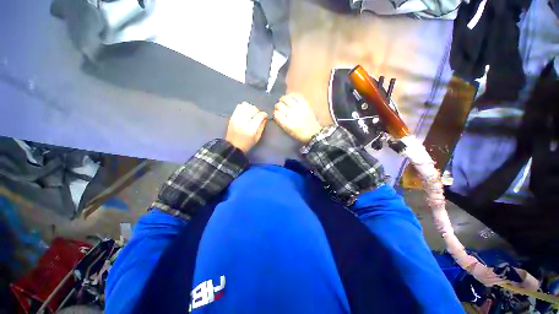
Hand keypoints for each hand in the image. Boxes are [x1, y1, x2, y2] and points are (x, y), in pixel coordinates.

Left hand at [225, 102, 267, 153]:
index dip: (264, 114)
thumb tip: (265, 118)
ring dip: (251, 108)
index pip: (259, 116)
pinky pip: (239, 107)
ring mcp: (236, 118)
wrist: (233, 146)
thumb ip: (262, 126)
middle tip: (258, 116)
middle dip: (257, 111)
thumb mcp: (257, 137)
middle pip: (252, 109)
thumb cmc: (247, 144)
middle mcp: (243, 121)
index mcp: (251, 129)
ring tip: (252, 113)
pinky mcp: (232, 117)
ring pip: (245, 106)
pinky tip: (246, 112)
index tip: (265, 116)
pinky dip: (244, 107)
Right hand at [274, 93, 322, 143]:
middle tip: (279, 107)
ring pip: (286, 98)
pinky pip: (295, 95)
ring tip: (283, 101)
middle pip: (279, 105)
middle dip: (277, 106)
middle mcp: (292, 114)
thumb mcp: (288, 131)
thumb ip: (281, 122)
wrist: (313, 132)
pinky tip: (290, 98)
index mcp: (287, 123)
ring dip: (282, 99)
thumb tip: (276, 114)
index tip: (276, 113)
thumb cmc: (299, 134)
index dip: (275, 113)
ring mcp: (298, 108)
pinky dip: (291, 95)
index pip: (276, 114)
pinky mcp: (304, 104)